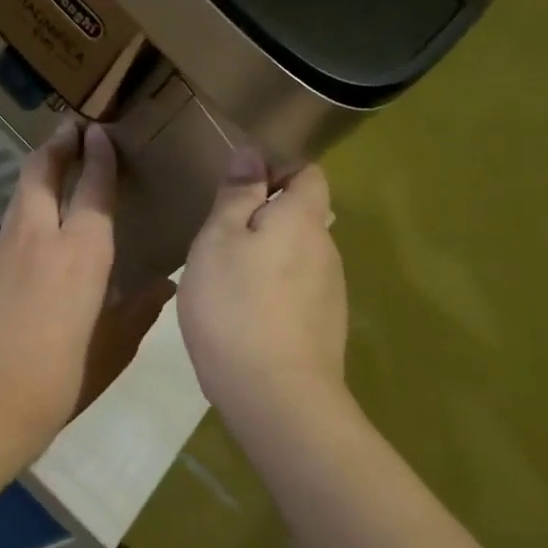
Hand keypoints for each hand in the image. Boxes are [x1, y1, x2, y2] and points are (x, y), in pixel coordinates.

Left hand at [0, 121, 175, 460]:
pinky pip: (6, 229)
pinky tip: (30, 237)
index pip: (93, 189)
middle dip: (56, 145)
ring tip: (50, 168)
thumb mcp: (112, 347)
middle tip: (68, 128)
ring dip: (36, 176)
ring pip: (19, 197)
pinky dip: (22, 217)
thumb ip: (138, 311)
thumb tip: (163, 284)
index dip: (98, 157)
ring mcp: (3, 249)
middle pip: (42, 173)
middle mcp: (40, 237)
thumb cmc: (62, 377)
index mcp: (82, 252)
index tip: (98, 132)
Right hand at [179, 147, 347, 426]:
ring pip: (296, 258)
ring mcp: (330, 292)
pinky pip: (296, 293)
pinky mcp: (324, 327)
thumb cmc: (236, 306)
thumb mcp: (219, 240)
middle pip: (301, 217)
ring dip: (266, 259)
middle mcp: (327, 249)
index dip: (277, 169)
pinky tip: (243, 317)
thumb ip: (237, 194)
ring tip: (224, 282)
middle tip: (217, 239)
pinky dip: (272, 293)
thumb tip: (252, 152)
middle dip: (264, 219)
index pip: (308, 173)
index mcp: (304, 219)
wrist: (274, 395)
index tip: (238, 187)